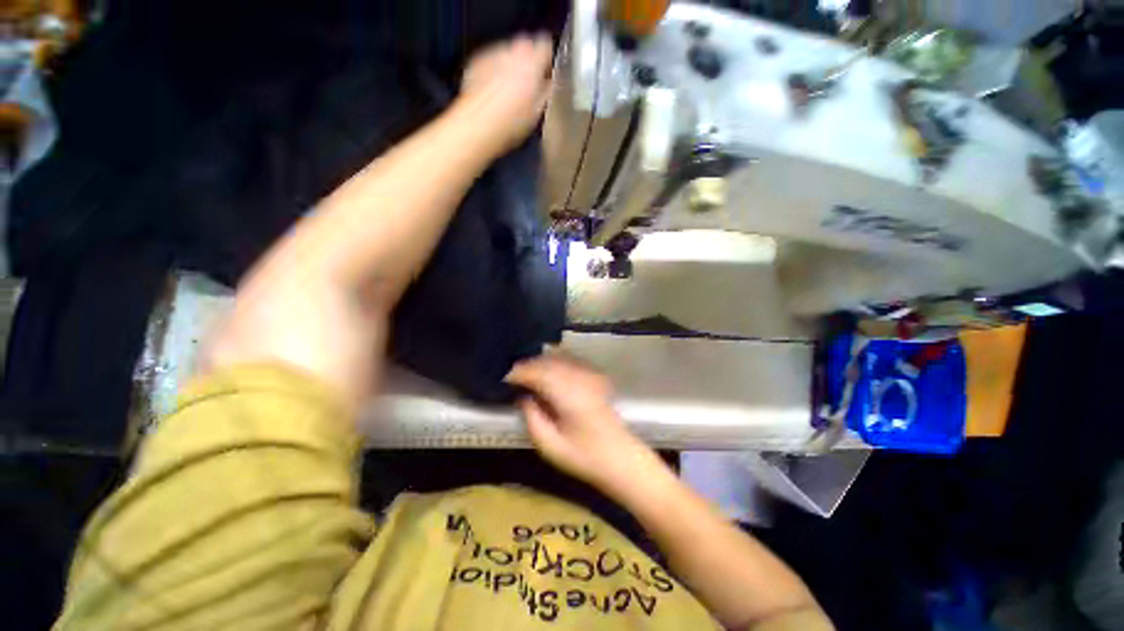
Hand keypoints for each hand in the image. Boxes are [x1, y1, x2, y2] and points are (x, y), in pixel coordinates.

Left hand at [458, 33, 552, 153]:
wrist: (478, 126)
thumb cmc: (509, 122)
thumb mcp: (538, 112)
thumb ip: (548, 91)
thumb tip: (551, 85)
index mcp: (532, 61)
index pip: (546, 47)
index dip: (547, 62)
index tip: (547, 75)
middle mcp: (512, 51)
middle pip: (525, 48)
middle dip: (528, 65)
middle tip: (529, 89)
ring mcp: (492, 54)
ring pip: (507, 55)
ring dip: (510, 70)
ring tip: (509, 96)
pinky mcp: (476, 63)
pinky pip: (490, 64)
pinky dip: (493, 75)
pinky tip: (495, 97)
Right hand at [505, 352, 659, 494]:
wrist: (621, 458)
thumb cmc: (585, 457)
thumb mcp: (550, 446)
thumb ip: (532, 418)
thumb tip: (522, 397)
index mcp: (567, 393)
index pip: (536, 372)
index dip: (516, 372)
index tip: (501, 378)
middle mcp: (578, 377)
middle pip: (546, 361)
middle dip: (526, 365)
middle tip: (510, 376)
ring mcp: (589, 375)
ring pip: (558, 358)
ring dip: (539, 363)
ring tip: (525, 375)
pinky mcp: (595, 377)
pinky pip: (569, 362)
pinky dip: (554, 364)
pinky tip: (546, 374)